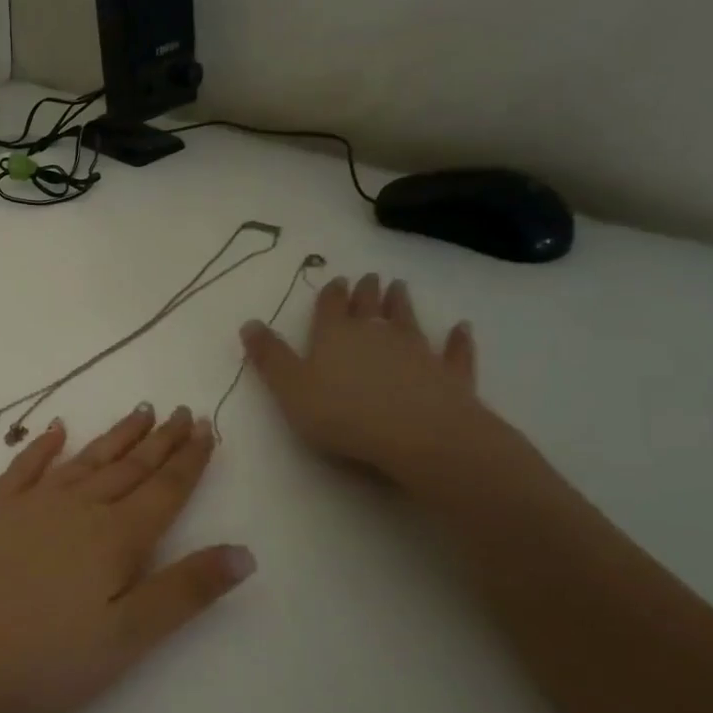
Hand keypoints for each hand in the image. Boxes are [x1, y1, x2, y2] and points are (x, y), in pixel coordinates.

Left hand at [0, 405, 253, 712]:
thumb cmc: (42, 655)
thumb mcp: (127, 637)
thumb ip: (185, 591)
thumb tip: (244, 552)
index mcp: (115, 538)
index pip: (165, 490)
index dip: (189, 460)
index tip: (206, 426)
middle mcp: (77, 507)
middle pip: (129, 467)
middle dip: (160, 441)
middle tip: (180, 411)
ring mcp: (30, 503)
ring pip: (85, 460)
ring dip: (115, 436)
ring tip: (139, 412)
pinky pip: (25, 466)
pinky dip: (43, 445)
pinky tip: (55, 430)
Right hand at [240, 273, 491, 486]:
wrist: (419, 435)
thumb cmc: (343, 413)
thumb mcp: (290, 388)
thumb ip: (270, 357)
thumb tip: (249, 322)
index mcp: (334, 336)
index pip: (330, 307)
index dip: (331, 294)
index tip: (337, 280)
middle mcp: (376, 334)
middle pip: (370, 306)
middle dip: (367, 291)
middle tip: (370, 277)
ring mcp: (417, 351)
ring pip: (408, 319)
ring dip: (403, 303)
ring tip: (400, 287)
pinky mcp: (449, 374)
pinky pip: (453, 351)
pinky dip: (457, 339)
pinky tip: (462, 328)